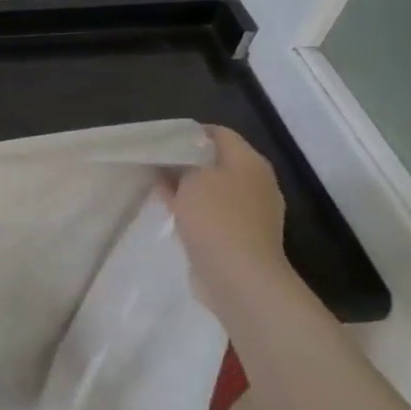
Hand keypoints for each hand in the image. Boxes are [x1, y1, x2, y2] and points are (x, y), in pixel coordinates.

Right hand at [160, 126, 296, 319]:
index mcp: (249, 162)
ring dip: (187, 187)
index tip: (161, 140)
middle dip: (186, 161)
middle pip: (216, 161)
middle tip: (154, 163)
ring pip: (212, 188)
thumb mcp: (191, 177)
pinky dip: (193, 209)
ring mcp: (250, 212)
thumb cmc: (216, 217)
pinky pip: (212, 213)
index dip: (189, 133)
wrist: (238, 276)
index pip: (219, 133)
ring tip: (157, 187)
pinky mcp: (239, 236)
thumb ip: (182, 161)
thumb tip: (176, 159)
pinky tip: (171, 211)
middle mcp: (256, 183)